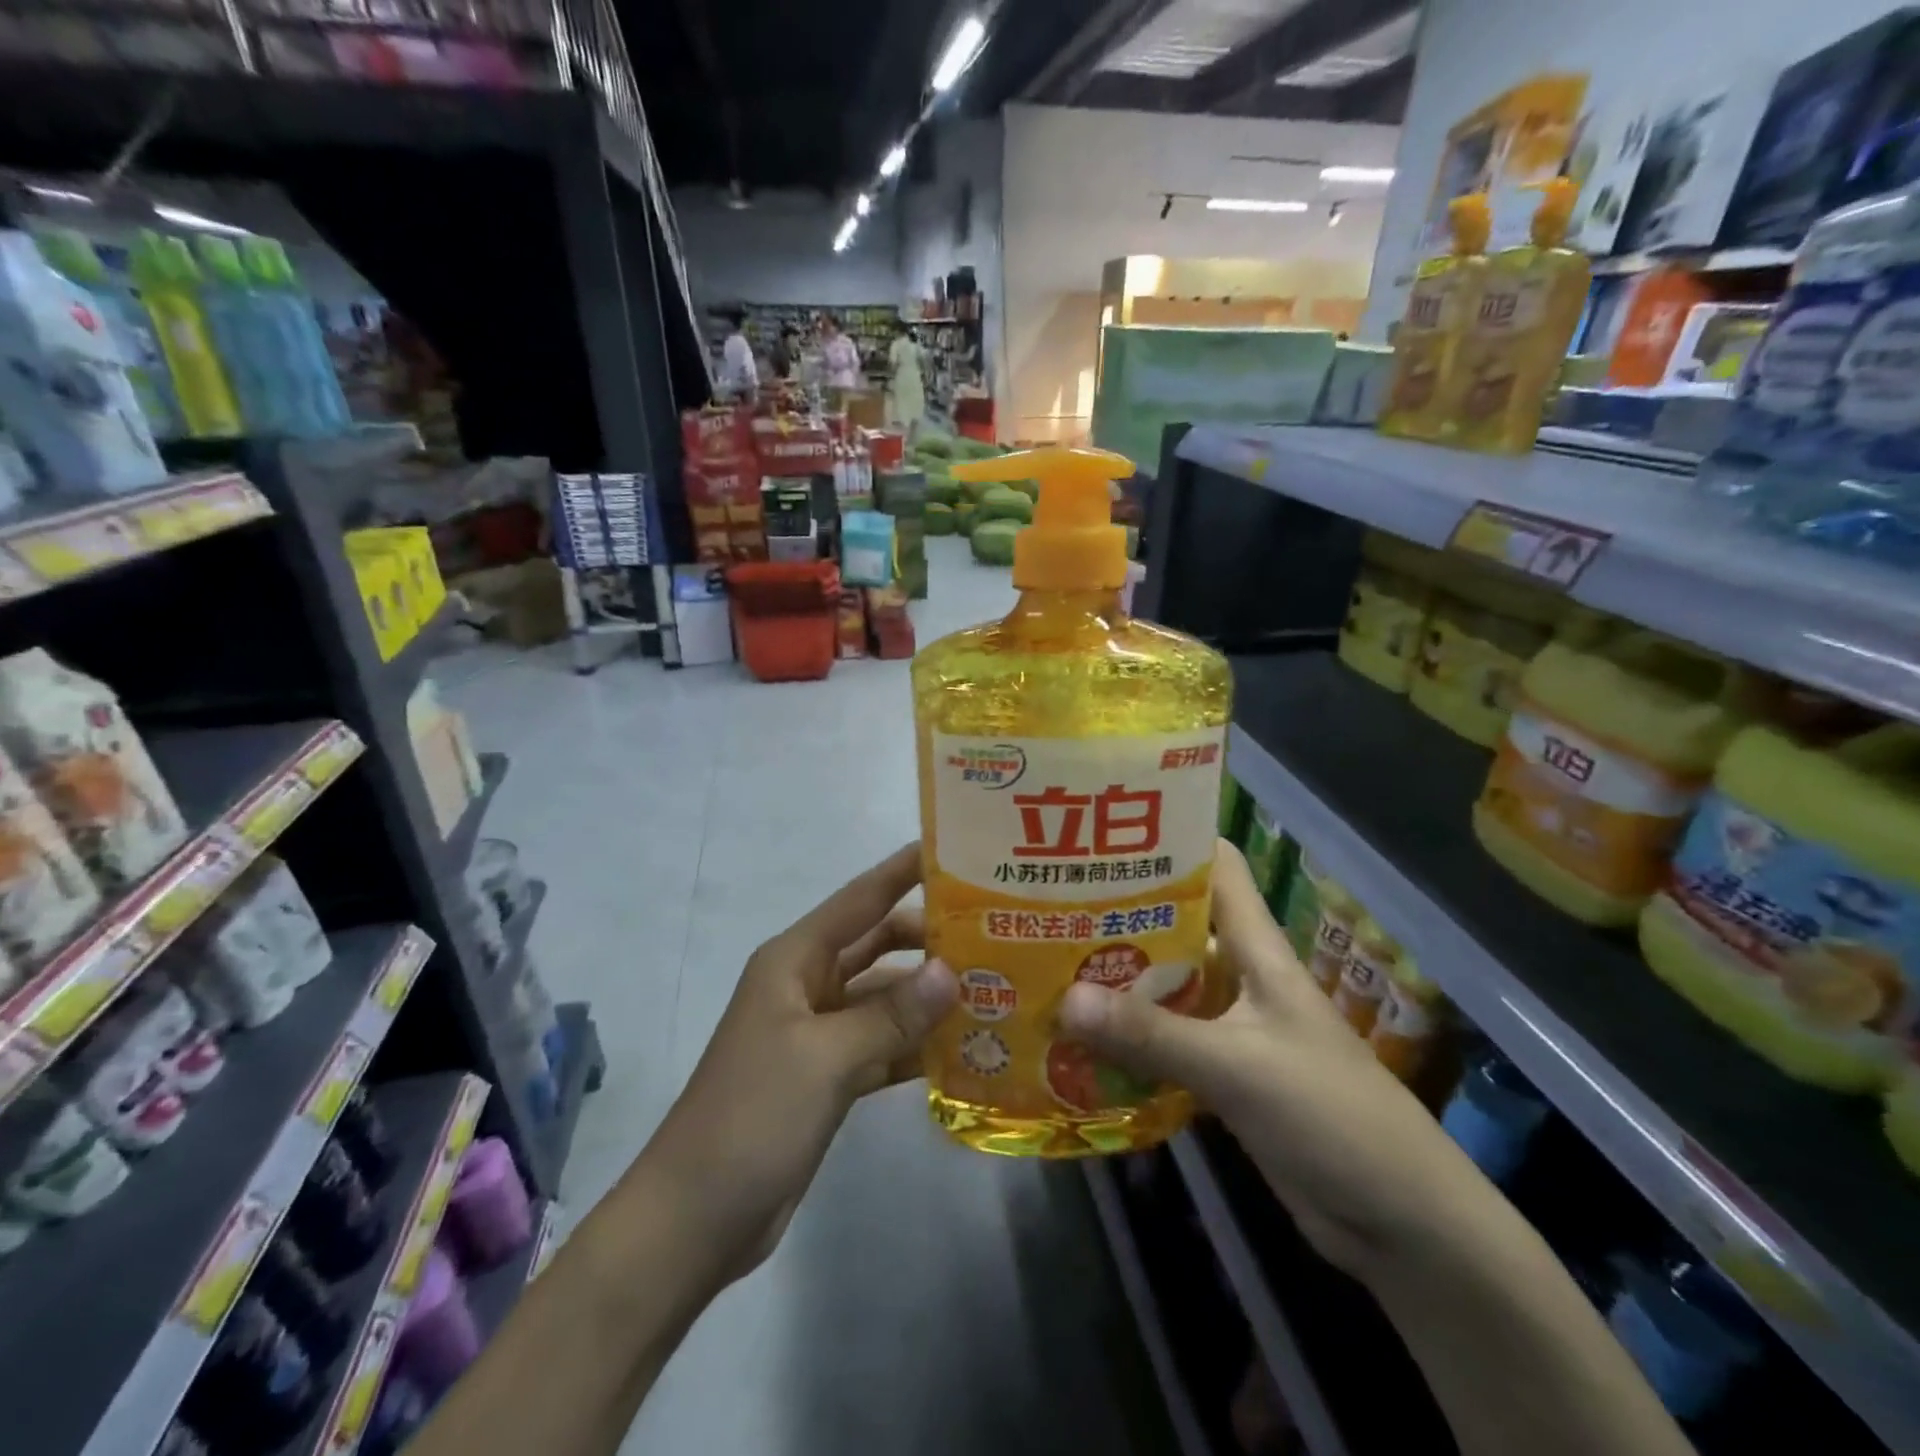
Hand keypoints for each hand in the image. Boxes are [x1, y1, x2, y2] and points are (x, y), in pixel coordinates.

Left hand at [643, 844, 957, 1279]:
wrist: (695, 1219)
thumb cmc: (752, 1117)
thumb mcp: (825, 1058)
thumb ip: (892, 1014)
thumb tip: (953, 971)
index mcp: (795, 960)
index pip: (861, 900)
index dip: (903, 871)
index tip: (954, 850)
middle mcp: (808, 985)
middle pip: (878, 945)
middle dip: (929, 938)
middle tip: (995, 933)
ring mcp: (819, 1032)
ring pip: (885, 997)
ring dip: (930, 995)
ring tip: (996, 989)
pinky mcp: (829, 1076)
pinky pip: (882, 1044)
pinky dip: (916, 1044)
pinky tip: (965, 1049)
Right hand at [1059, 841, 1485, 1279]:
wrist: (1399, 1220)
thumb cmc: (1331, 1116)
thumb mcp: (1237, 1067)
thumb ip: (1152, 1034)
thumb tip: (1064, 999)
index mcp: (1256, 950)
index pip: (1217, 868)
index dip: (1171, 840)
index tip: (1106, 832)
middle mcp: (1241, 976)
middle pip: (1176, 926)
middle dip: (1119, 913)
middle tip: (1048, 904)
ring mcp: (1231, 1027)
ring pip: (1165, 987)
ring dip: (1116, 981)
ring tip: (1048, 966)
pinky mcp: (1222, 1075)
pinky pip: (1164, 1042)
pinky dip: (1127, 1039)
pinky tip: (1078, 1040)